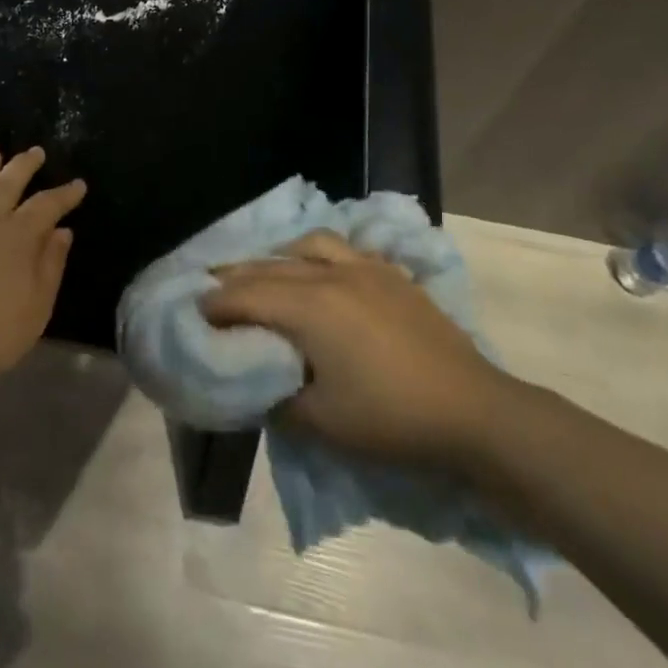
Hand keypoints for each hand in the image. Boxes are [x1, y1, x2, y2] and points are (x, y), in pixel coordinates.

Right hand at [200, 231, 518, 466]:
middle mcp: (331, 274)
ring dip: (278, 256)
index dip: (216, 303)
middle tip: (213, 290)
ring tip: (266, 273)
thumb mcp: (322, 423)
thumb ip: (278, 399)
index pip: (247, 295)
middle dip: (236, 276)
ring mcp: (366, 269)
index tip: (195, 312)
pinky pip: (344, 250)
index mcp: (310, 307)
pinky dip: (319, 255)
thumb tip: (257, 385)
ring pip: (308, 245)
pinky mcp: (392, 275)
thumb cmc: (392, 419)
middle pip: (270, 266)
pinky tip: (321, 271)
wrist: (473, 412)